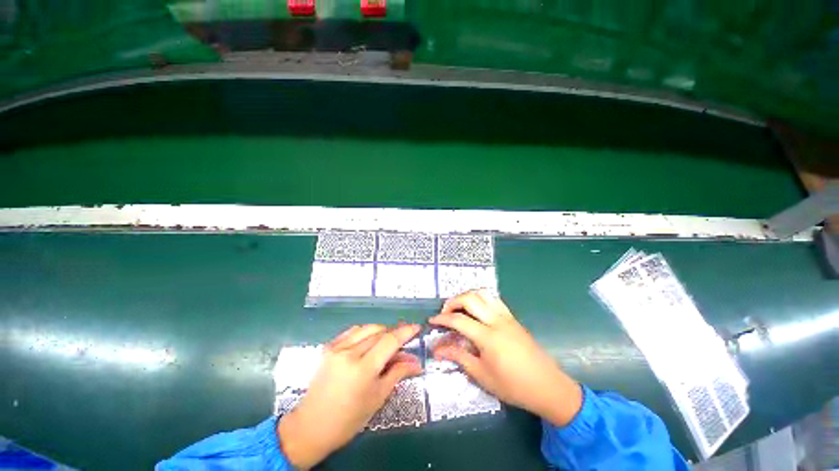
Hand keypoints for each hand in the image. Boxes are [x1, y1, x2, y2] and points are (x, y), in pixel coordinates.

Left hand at [277, 324, 421, 468]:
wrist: (311, 426)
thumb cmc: (348, 419)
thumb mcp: (377, 397)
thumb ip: (397, 373)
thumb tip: (416, 362)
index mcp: (363, 368)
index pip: (390, 341)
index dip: (406, 332)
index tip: (417, 328)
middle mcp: (349, 352)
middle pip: (379, 332)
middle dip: (394, 334)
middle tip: (402, 343)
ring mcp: (337, 348)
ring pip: (366, 328)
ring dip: (380, 331)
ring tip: (386, 342)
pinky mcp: (328, 347)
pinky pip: (352, 331)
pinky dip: (365, 332)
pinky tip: (368, 341)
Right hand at [429, 290, 582, 426]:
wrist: (548, 386)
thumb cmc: (513, 386)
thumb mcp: (482, 375)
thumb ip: (459, 357)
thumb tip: (438, 350)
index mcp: (488, 337)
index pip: (459, 320)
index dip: (442, 319)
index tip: (432, 321)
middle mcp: (497, 320)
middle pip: (470, 298)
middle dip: (453, 301)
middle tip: (445, 312)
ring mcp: (507, 316)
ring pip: (483, 293)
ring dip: (467, 296)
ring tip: (459, 307)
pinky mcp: (513, 317)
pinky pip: (494, 299)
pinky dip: (481, 298)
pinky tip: (477, 310)